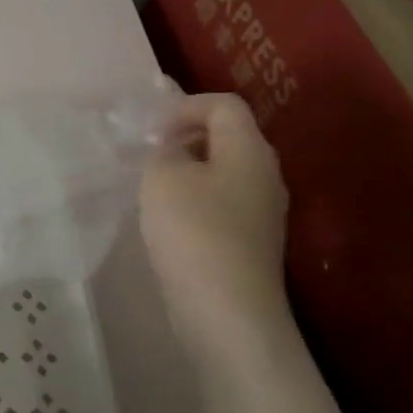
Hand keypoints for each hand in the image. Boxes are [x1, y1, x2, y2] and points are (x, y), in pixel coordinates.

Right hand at [140, 93, 292, 363]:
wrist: (226, 308)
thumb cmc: (193, 230)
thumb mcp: (163, 176)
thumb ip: (163, 150)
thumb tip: (171, 149)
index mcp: (249, 149)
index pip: (224, 104)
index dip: (184, 106)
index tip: (150, 131)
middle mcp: (265, 173)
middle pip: (228, 135)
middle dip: (184, 136)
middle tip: (147, 154)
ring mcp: (263, 210)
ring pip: (223, 170)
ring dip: (187, 169)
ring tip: (152, 185)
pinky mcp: (251, 239)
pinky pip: (222, 201)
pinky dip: (194, 198)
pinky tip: (169, 219)